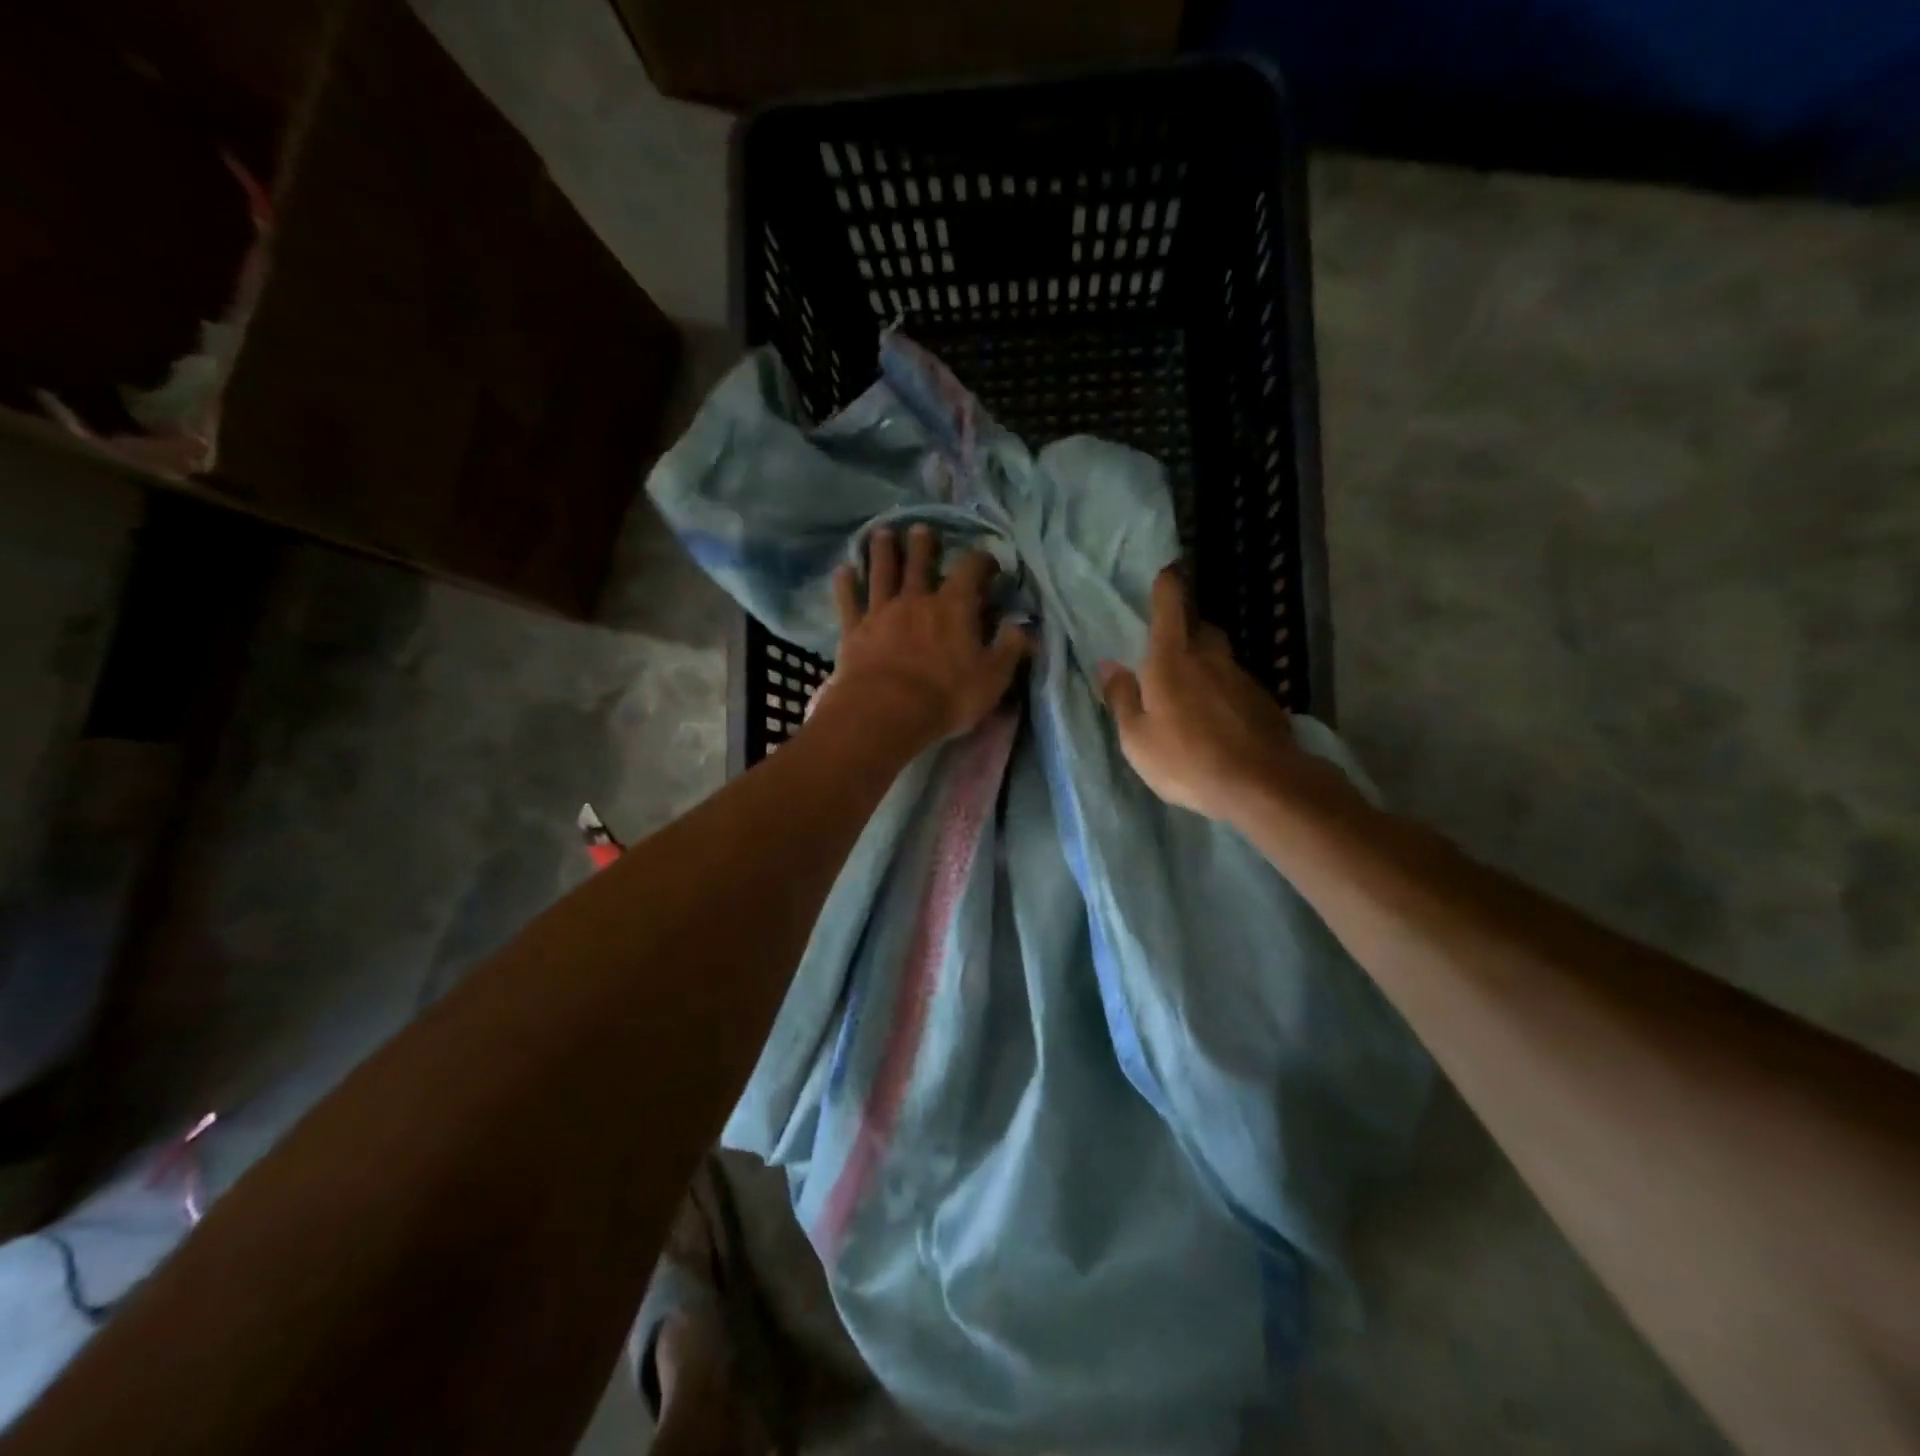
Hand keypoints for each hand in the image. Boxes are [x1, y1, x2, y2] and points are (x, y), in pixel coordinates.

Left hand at [827, 525, 1030, 748]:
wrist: (887, 710)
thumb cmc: (947, 696)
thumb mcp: (992, 678)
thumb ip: (1009, 649)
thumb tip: (1022, 627)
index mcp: (954, 607)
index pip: (971, 571)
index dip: (981, 561)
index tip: (988, 562)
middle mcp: (916, 600)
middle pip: (920, 563)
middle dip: (923, 545)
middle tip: (921, 529)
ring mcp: (882, 612)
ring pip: (882, 573)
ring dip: (883, 552)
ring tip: (882, 533)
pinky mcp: (854, 630)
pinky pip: (848, 600)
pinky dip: (846, 583)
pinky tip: (844, 570)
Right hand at [1100, 568, 1338, 821]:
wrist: (1261, 784)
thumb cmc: (1186, 759)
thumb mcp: (1136, 738)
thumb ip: (1121, 697)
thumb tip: (1108, 664)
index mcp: (1171, 660)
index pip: (1170, 606)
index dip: (1167, 585)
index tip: (1166, 572)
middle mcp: (1209, 658)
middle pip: (1200, 627)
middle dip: (1186, 626)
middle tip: (1169, 644)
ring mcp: (1241, 677)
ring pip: (1220, 656)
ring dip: (1206, 661)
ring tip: (1192, 687)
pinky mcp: (1263, 699)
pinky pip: (1236, 683)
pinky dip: (1223, 689)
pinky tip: (1218, 715)